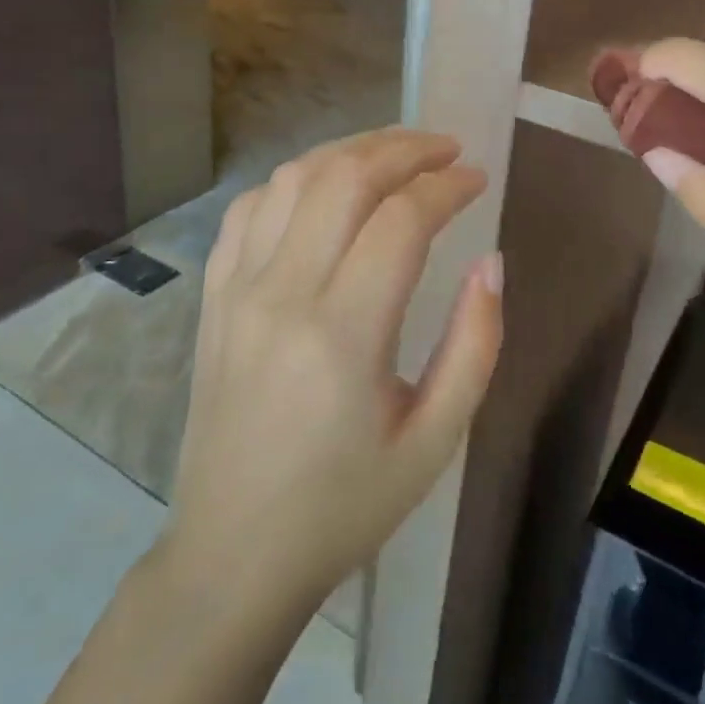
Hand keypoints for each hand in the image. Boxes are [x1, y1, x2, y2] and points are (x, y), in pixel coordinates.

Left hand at [167, 127, 502, 616]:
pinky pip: (250, 208)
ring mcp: (238, 290)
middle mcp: (283, 294)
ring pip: (294, 178)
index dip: (447, 186)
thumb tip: (491, 261)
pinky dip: (295, 180)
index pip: (401, 219)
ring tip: (395, 154)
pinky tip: (326, 189)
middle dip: (404, 149)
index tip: (477, 179)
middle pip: (345, 178)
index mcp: (344, 334)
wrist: (233, 554)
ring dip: (351, 151)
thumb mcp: (435, 440)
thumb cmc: (346, 505)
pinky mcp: (214, 296)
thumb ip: (475, 343)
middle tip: (446, 149)